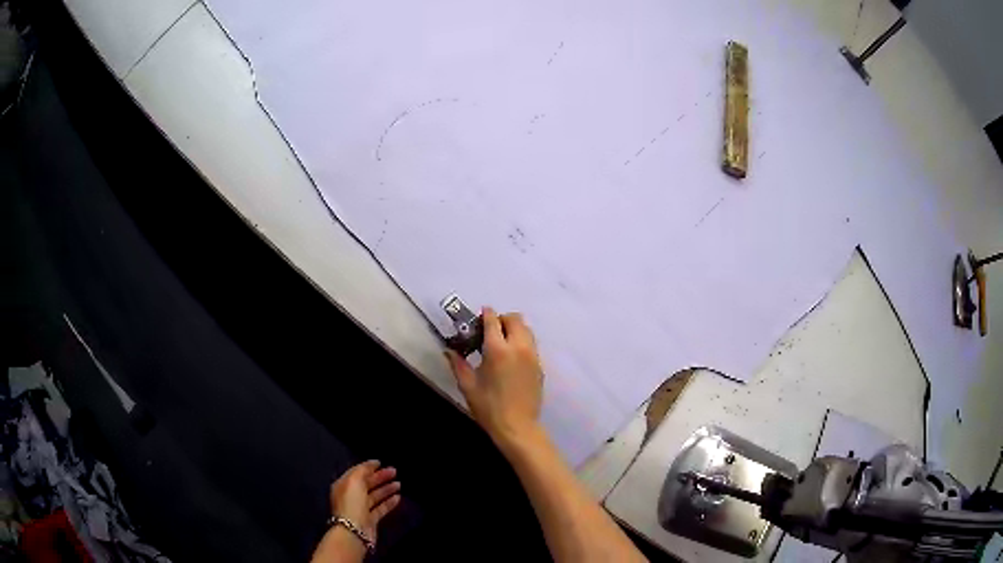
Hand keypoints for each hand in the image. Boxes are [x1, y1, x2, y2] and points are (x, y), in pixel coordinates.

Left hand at [329, 460, 400, 543]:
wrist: (354, 531)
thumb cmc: (351, 503)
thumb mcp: (354, 481)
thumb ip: (362, 470)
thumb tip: (371, 464)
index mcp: (343, 485)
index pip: (356, 472)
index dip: (368, 467)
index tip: (381, 462)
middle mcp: (351, 496)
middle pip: (366, 484)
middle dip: (380, 477)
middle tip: (394, 471)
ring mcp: (360, 509)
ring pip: (375, 496)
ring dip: (386, 489)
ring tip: (399, 483)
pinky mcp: (370, 520)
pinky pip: (380, 508)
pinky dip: (389, 503)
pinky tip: (398, 498)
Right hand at [446, 308, 543, 447]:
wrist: (517, 427)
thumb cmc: (488, 407)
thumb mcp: (467, 385)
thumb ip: (458, 364)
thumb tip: (448, 350)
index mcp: (498, 350)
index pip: (493, 320)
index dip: (486, 314)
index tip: (479, 316)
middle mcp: (518, 347)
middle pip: (515, 319)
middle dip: (502, 319)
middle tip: (490, 331)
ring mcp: (533, 356)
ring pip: (527, 330)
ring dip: (514, 329)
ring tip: (502, 342)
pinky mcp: (540, 366)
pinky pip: (532, 344)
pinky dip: (522, 342)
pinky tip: (512, 357)